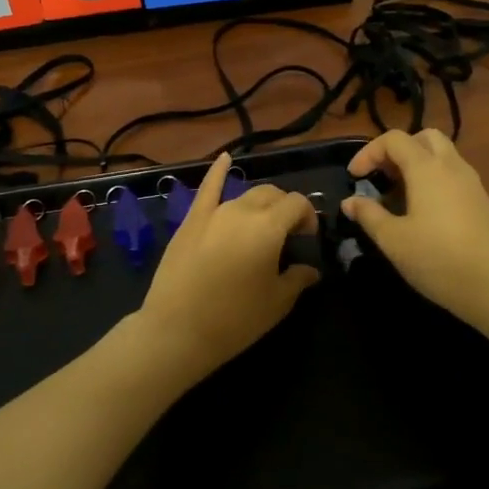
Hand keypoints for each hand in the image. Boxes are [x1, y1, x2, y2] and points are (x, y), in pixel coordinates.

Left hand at [136, 153, 319, 382]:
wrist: (177, 330)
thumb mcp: (277, 303)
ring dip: (260, 204)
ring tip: (262, 223)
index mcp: (269, 227)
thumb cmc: (235, 319)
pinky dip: (217, 171)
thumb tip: (310, 269)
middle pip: (272, 195)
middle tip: (288, 234)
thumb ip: (297, 279)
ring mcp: (213, 212)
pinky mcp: (191, 220)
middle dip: (285, 208)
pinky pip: (206, 189)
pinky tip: (224, 158)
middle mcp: (242, 210)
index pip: (297, 204)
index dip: (308, 216)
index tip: (307, 238)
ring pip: (244, 195)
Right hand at [341, 130, 488, 330]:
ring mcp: (472, 183)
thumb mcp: (393, 240)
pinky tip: (423, 212)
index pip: (394, 139)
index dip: (369, 152)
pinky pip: (453, 175)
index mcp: (427, 168)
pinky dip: (433, 179)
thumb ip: (369, 215)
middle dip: (398, 150)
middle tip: (383, 176)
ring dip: (417, 164)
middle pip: (424, 138)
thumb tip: (350, 201)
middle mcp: (452, 166)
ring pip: (443, 155)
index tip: (355, 178)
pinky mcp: (482, 202)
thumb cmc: (438, 259)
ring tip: (399, 195)